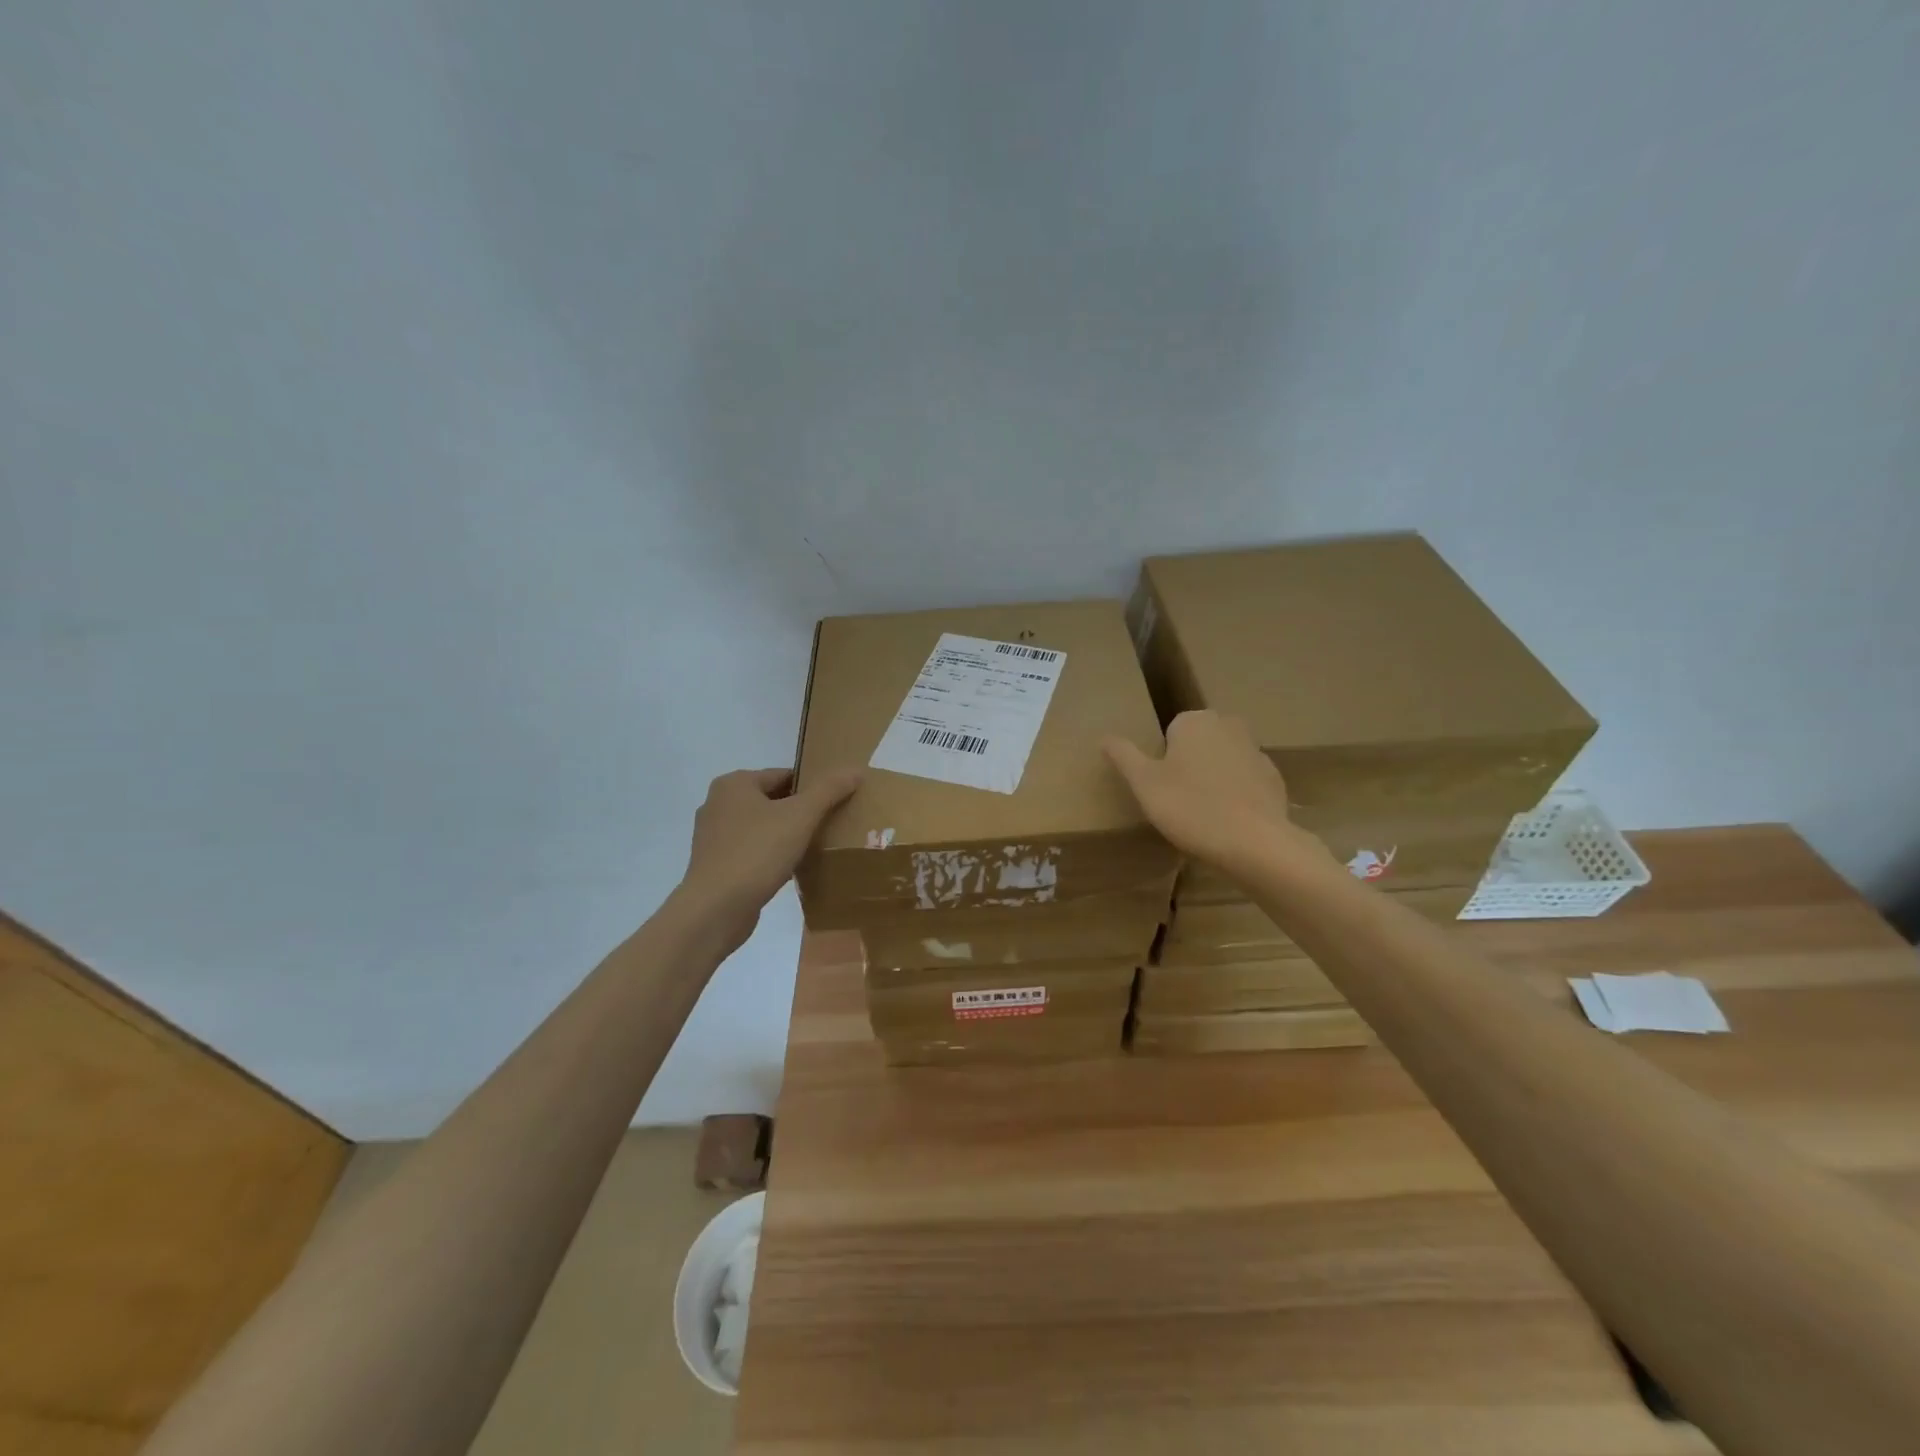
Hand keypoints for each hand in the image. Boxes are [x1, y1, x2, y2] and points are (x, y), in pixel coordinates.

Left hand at [679, 766, 862, 948]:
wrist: (715, 910)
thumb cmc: (757, 853)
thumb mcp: (800, 816)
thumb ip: (829, 790)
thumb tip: (855, 769)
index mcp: (735, 784)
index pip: (784, 775)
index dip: (813, 787)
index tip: (837, 802)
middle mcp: (719, 803)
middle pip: (773, 800)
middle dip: (801, 811)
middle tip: (831, 824)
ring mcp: (713, 836)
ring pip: (762, 826)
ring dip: (787, 834)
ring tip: (816, 846)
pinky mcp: (715, 864)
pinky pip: (752, 850)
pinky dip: (772, 854)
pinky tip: (792, 868)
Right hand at [1103, 711, 1308, 873]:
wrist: (1254, 843)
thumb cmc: (1189, 807)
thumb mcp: (1143, 783)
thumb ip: (1123, 755)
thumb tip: (1104, 737)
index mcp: (1194, 721)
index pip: (1170, 733)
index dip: (1162, 762)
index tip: (1162, 789)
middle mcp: (1228, 725)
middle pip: (1198, 744)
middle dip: (1189, 766)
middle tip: (1178, 801)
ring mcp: (1256, 751)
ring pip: (1223, 762)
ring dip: (1213, 780)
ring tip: (1203, 816)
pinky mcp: (1274, 779)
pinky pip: (1245, 782)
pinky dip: (1235, 796)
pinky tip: (1228, 823)